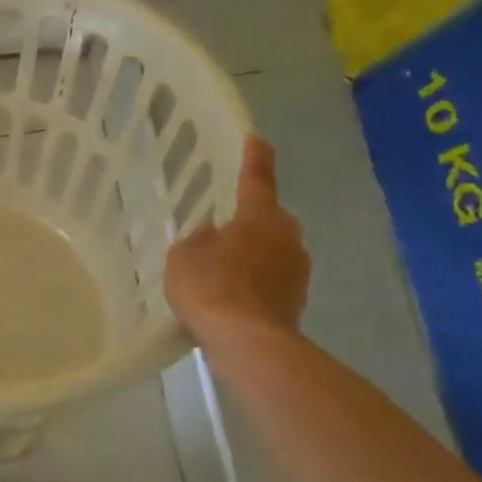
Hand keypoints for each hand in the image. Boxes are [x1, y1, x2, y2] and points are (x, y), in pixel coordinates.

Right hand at [163, 135, 310, 342]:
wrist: (248, 343)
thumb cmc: (212, 287)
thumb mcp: (184, 255)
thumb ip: (198, 239)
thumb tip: (213, 236)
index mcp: (260, 217)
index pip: (257, 178)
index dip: (254, 157)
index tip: (255, 139)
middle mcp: (287, 236)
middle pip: (268, 218)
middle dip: (249, 218)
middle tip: (221, 225)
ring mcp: (297, 270)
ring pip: (272, 249)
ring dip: (252, 252)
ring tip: (221, 267)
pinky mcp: (296, 299)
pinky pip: (271, 278)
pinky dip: (254, 281)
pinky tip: (231, 294)